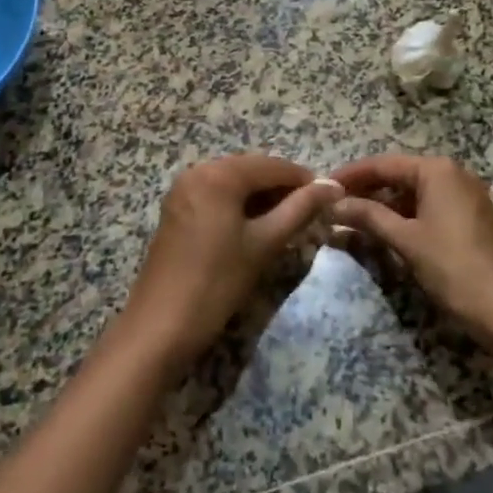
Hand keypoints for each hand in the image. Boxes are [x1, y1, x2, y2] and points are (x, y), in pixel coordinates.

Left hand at [118, 153, 332, 372]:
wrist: (159, 327)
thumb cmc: (216, 283)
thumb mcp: (264, 244)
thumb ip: (300, 209)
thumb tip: (333, 186)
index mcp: (219, 174)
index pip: (272, 166)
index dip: (303, 179)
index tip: (329, 198)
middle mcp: (198, 170)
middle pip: (251, 169)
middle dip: (281, 187)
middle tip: (311, 212)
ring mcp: (183, 189)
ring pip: (234, 182)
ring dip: (261, 196)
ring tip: (288, 221)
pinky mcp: (177, 208)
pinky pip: (216, 194)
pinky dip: (239, 204)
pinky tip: (256, 226)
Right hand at [328, 154, 492, 350]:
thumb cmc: (453, 268)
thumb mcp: (406, 240)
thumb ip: (368, 216)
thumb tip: (334, 204)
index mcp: (438, 170)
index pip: (384, 164)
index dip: (352, 175)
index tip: (324, 185)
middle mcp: (454, 174)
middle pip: (400, 175)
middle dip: (367, 190)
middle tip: (336, 204)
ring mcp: (467, 196)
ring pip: (415, 193)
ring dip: (385, 205)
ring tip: (354, 219)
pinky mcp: (472, 218)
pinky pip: (430, 207)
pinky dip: (406, 216)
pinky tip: (385, 231)